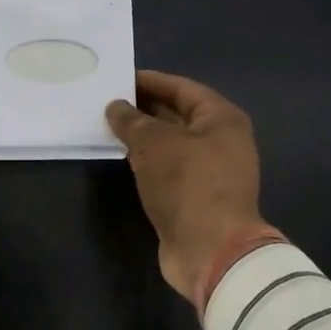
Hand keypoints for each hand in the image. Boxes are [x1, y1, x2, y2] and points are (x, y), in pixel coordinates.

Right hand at [107, 70, 269, 312]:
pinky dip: (149, 161)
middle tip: (108, 102)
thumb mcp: (153, 144)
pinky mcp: (199, 197)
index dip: (150, 81)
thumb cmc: (187, 185)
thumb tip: (116, 107)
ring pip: (173, 144)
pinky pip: (170, 168)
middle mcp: (222, 140)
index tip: (119, 78)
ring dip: (144, 136)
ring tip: (110, 127)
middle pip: (179, 115)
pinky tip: (124, 158)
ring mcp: (212, 171)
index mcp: (222, 118)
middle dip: (144, 108)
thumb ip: (132, 121)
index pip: (182, 88)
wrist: (211, 251)